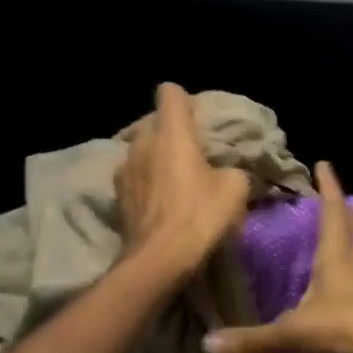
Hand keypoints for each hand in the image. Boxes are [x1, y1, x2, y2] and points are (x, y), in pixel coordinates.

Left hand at [115, 82, 250, 281]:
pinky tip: (160, 204)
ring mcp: (124, 168)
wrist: (159, 260)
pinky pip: (134, 176)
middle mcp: (142, 142)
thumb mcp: (235, 189)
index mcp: (172, 133)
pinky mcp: (117, 195)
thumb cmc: (200, 216)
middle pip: (155, 123)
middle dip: (171, 134)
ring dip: (156, 159)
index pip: (170, 92)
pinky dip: (146, 183)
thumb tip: (224, 171)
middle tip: (192, 156)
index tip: (197, 120)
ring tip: (174, 182)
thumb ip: (231, 168)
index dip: (185, 101)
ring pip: (142, 150)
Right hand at [202, 161, 352, 352]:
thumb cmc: (342, 329)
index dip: (329, 188)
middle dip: (347, 212)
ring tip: (347, 239)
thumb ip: (252, 339)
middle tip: (339, 201)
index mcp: (335, 259)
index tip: (324, 164)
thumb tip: (208, 344)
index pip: (333, 213)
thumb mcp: (292, 334)